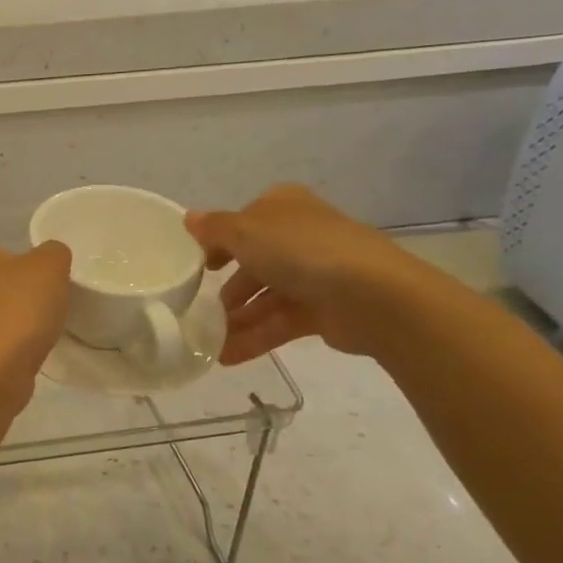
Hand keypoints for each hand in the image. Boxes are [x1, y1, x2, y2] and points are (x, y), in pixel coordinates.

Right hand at [185, 185, 440, 363]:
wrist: (372, 296)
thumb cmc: (301, 251)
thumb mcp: (245, 232)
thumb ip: (214, 229)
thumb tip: (189, 218)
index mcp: (283, 207)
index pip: (244, 221)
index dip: (219, 241)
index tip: (199, 266)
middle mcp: (300, 236)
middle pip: (255, 261)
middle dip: (228, 287)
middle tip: (200, 308)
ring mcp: (316, 274)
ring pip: (266, 296)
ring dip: (237, 318)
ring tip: (209, 340)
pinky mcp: (325, 310)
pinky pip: (280, 323)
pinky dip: (255, 337)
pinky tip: (228, 356)